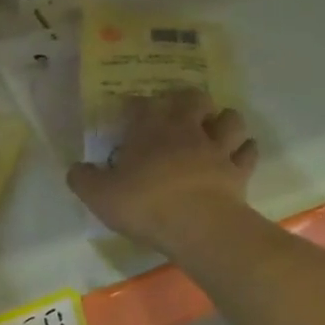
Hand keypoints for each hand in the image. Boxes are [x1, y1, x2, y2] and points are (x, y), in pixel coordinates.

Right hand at [67, 90, 257, 256]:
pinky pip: (247, 152)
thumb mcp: (99, 196)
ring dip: (223, 120)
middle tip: (179, 114)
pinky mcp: (239, 170)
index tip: (128, 114)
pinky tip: (237, 155)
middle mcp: (186, 129)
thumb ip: (83, 179)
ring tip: (215, 129)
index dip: (133, 106)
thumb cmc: (145, 204)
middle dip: (187, 101)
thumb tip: (77, 169)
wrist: (198, 226)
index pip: (140, 104)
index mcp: (150, 129)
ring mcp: (217, 148)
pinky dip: (244, 150)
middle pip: (193, 99)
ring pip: (229, 119)